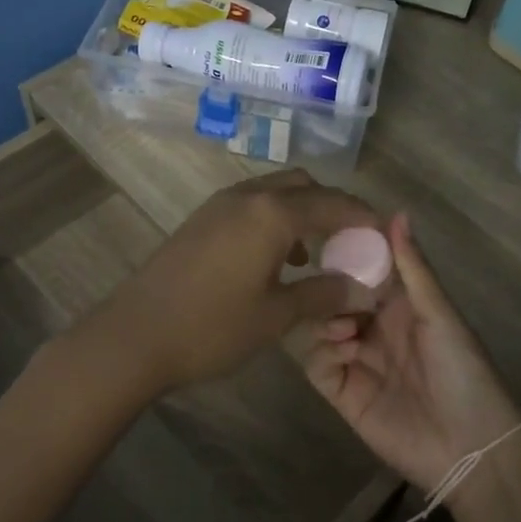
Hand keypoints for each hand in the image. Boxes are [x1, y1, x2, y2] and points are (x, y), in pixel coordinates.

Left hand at [82, 170, 378, 395]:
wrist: (134, 335)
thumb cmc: (212, 327)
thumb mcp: (276, 316)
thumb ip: (323, 293)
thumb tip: (362, 286)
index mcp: (272, 213)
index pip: (334, 203)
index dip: (364, 217)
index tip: (386, 234)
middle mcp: (248, 196)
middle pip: (304, 186)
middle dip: (333, 207)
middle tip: (352, 241)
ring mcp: (219, 205)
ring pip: (275, 192)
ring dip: (301, 213)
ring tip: (315, 254)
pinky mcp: (201, 220)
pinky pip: (251, 206)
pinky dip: (274, 220)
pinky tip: (275, 260)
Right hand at [303, 213, 520, 490]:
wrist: (470, 447)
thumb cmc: (463, 371)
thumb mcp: (440, 314)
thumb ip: (413, 268)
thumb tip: (396, 211)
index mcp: (400, 306)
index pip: (363, 271)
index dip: (347, 255)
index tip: (326, 237)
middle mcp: (374, 329)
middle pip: (334, 298)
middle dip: (328, 290)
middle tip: (326, 286)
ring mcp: (356, 361)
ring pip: (318, 328)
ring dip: (324, 321)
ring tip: (344, 328)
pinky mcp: (342, 393)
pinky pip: (316, 364)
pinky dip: (321, 353)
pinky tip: (342, 352)